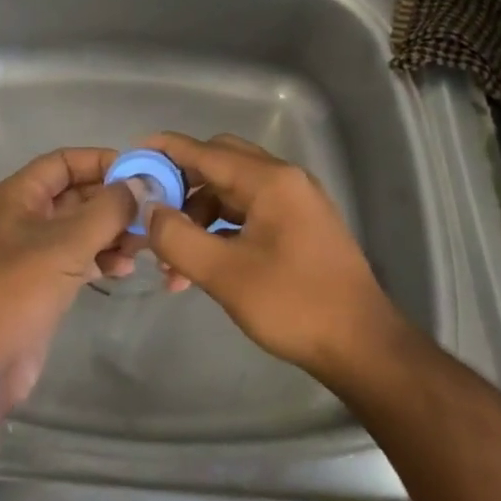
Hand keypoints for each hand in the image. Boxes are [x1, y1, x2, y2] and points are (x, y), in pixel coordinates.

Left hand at [0, 148, 136, 405]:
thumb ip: (107, 211)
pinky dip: (101, 258)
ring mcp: (32, 252)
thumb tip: (140, 185)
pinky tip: (124, 270)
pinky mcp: (41, 284)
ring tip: (143, 246)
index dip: (99, 162)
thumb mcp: (65, 245)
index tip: (139, 173)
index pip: (63, 162)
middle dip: (112, 202)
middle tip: (150, 214)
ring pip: (80, 228)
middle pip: (75, 195)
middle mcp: (24, 216)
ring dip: (111, 232)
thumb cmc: (15, 291)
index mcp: (18, 195)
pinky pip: (77, 258)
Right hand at [142, 132, 410, 383]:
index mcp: (269, 180)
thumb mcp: (226, 275)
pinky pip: (251, 211)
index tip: (134, 154)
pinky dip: (223, 228)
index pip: (206, 151)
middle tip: (154, 211)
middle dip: (183, 185)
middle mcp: (284, 179)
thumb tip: (150, 210)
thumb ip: (179, 237)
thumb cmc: (294, 305)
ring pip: (234, 191)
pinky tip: (206, 262)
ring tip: (175, 262)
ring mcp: (296, 201)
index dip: (167, 151)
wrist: (365, 348)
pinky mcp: (302, 226)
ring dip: (201, 216)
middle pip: (220, 163)